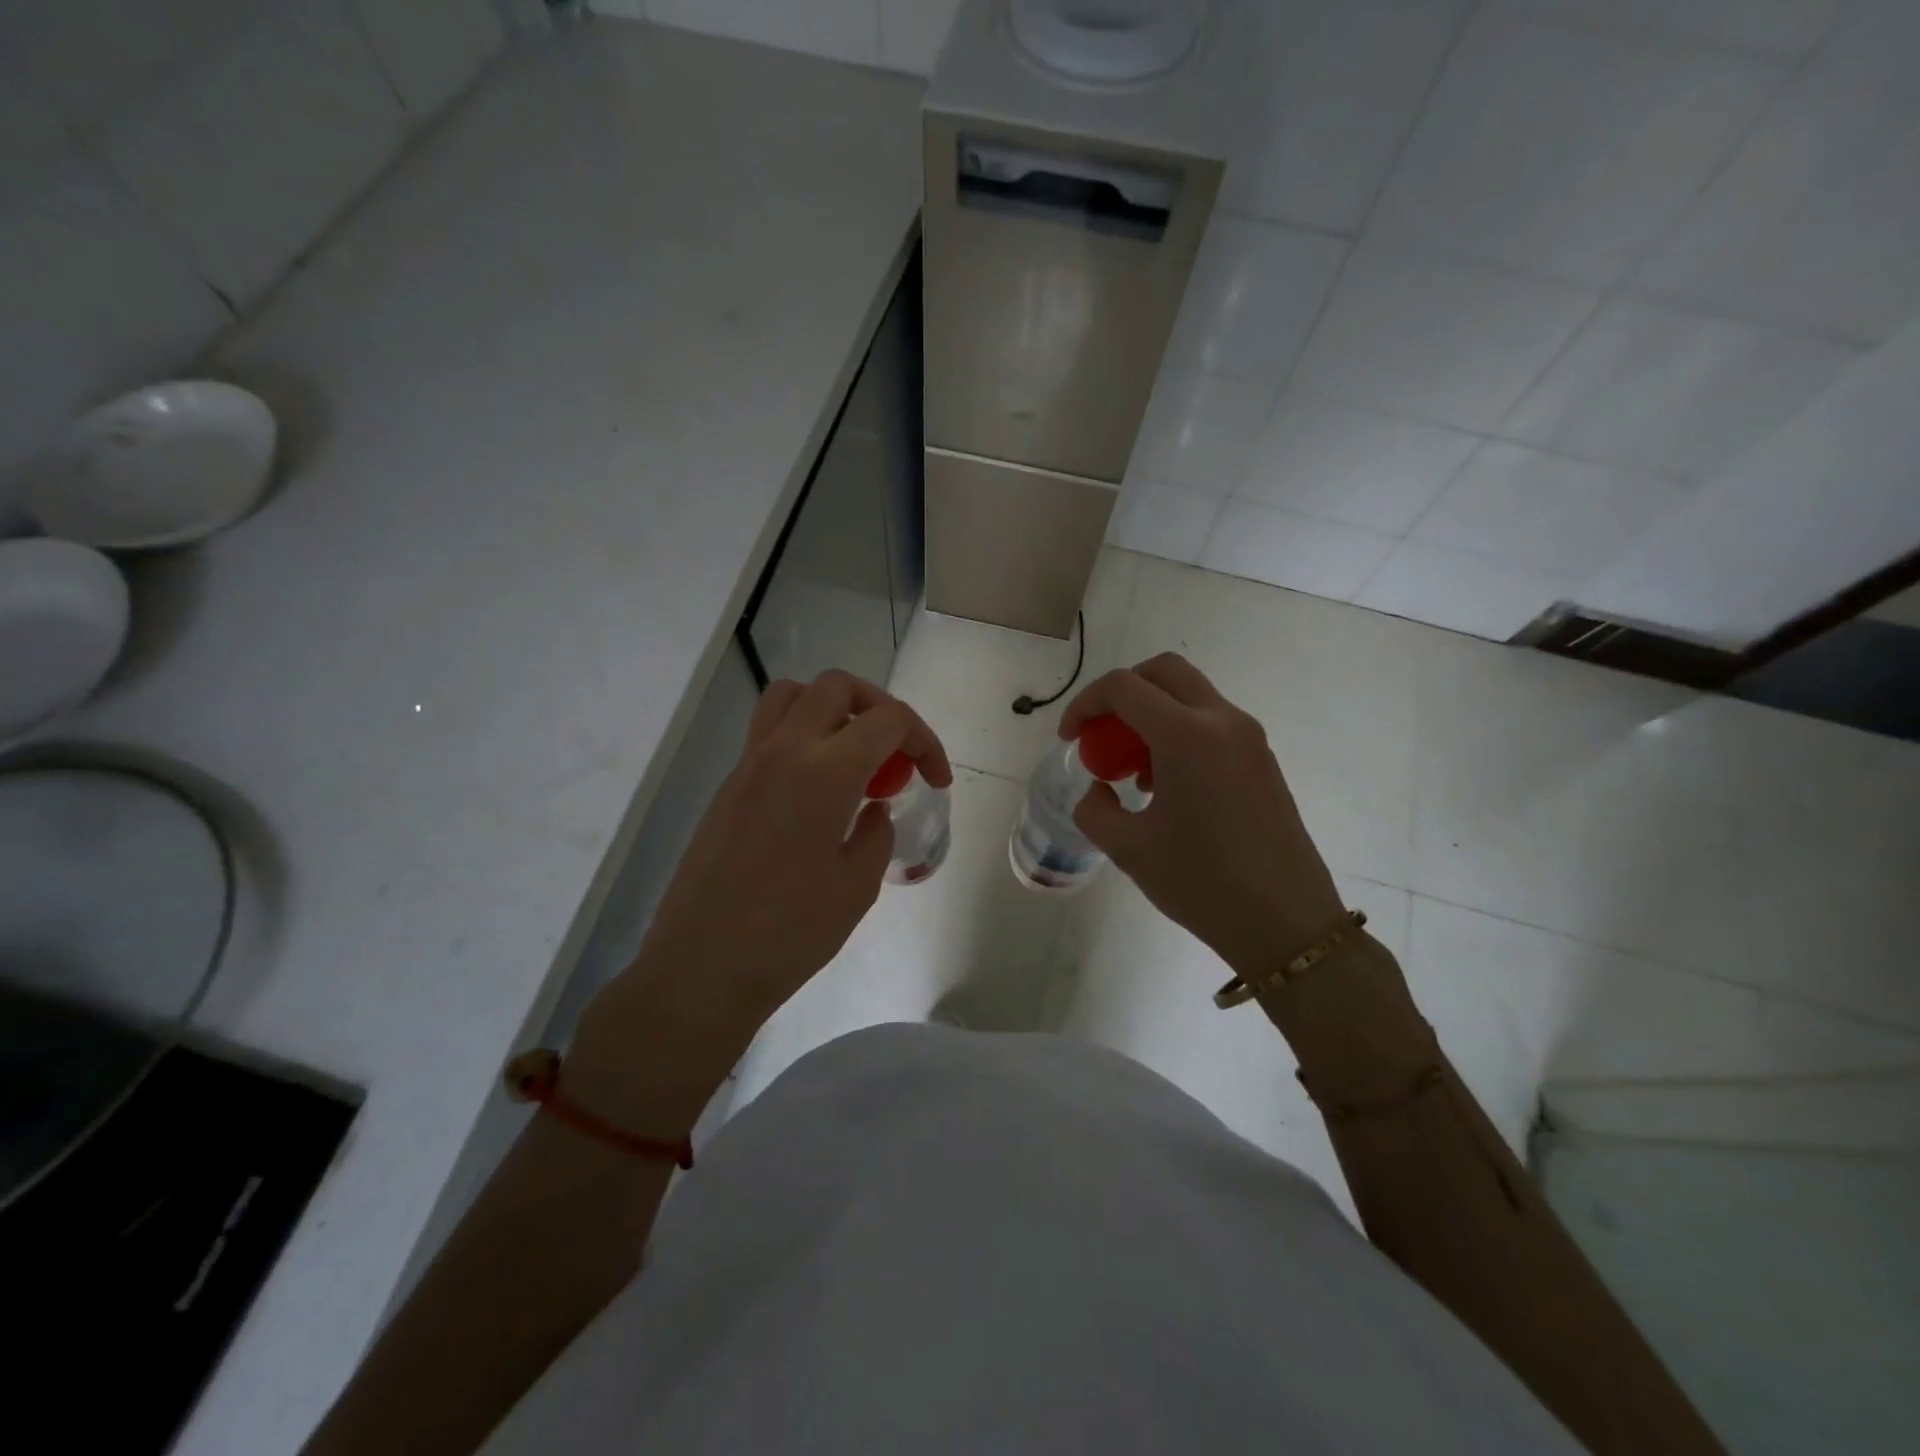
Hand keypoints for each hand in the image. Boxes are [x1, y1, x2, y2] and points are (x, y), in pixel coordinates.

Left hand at [567, 670, 949, 1128]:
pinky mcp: (728, 787)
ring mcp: (747, 765)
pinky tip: (816, 793)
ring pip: (791, 696)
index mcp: (824, 772)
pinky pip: (769, 734)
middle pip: (836, 687)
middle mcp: (783, 751)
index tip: (935, 780)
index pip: (887, 719)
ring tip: (852, 757)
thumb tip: (872, 808)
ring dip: (832, 710)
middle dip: (879, 707)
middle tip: (895, 754)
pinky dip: (803, 739)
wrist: (702, 967)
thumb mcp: (858, 885)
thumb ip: (876, 833)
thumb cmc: (790, 933)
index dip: (924, 741)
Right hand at [1061, 653, 1344, 977]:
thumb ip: (1095, 809)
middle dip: (1122, 692)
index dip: (1085, 704)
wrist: (1286, 923)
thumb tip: (1099, 790)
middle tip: (1101, 733)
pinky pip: (1212, 723)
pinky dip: (1179, 733)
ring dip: (1152, 714)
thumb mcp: (1129, 849)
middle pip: (1164, 672)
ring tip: (1134, 772)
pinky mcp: (1263, 760)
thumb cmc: (1202, 884)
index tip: (1069, 739)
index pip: (1124, 687)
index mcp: (1187, 735)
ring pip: (1191, 695)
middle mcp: (1222, 721)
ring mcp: (1250, 738)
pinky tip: (1168, 787)